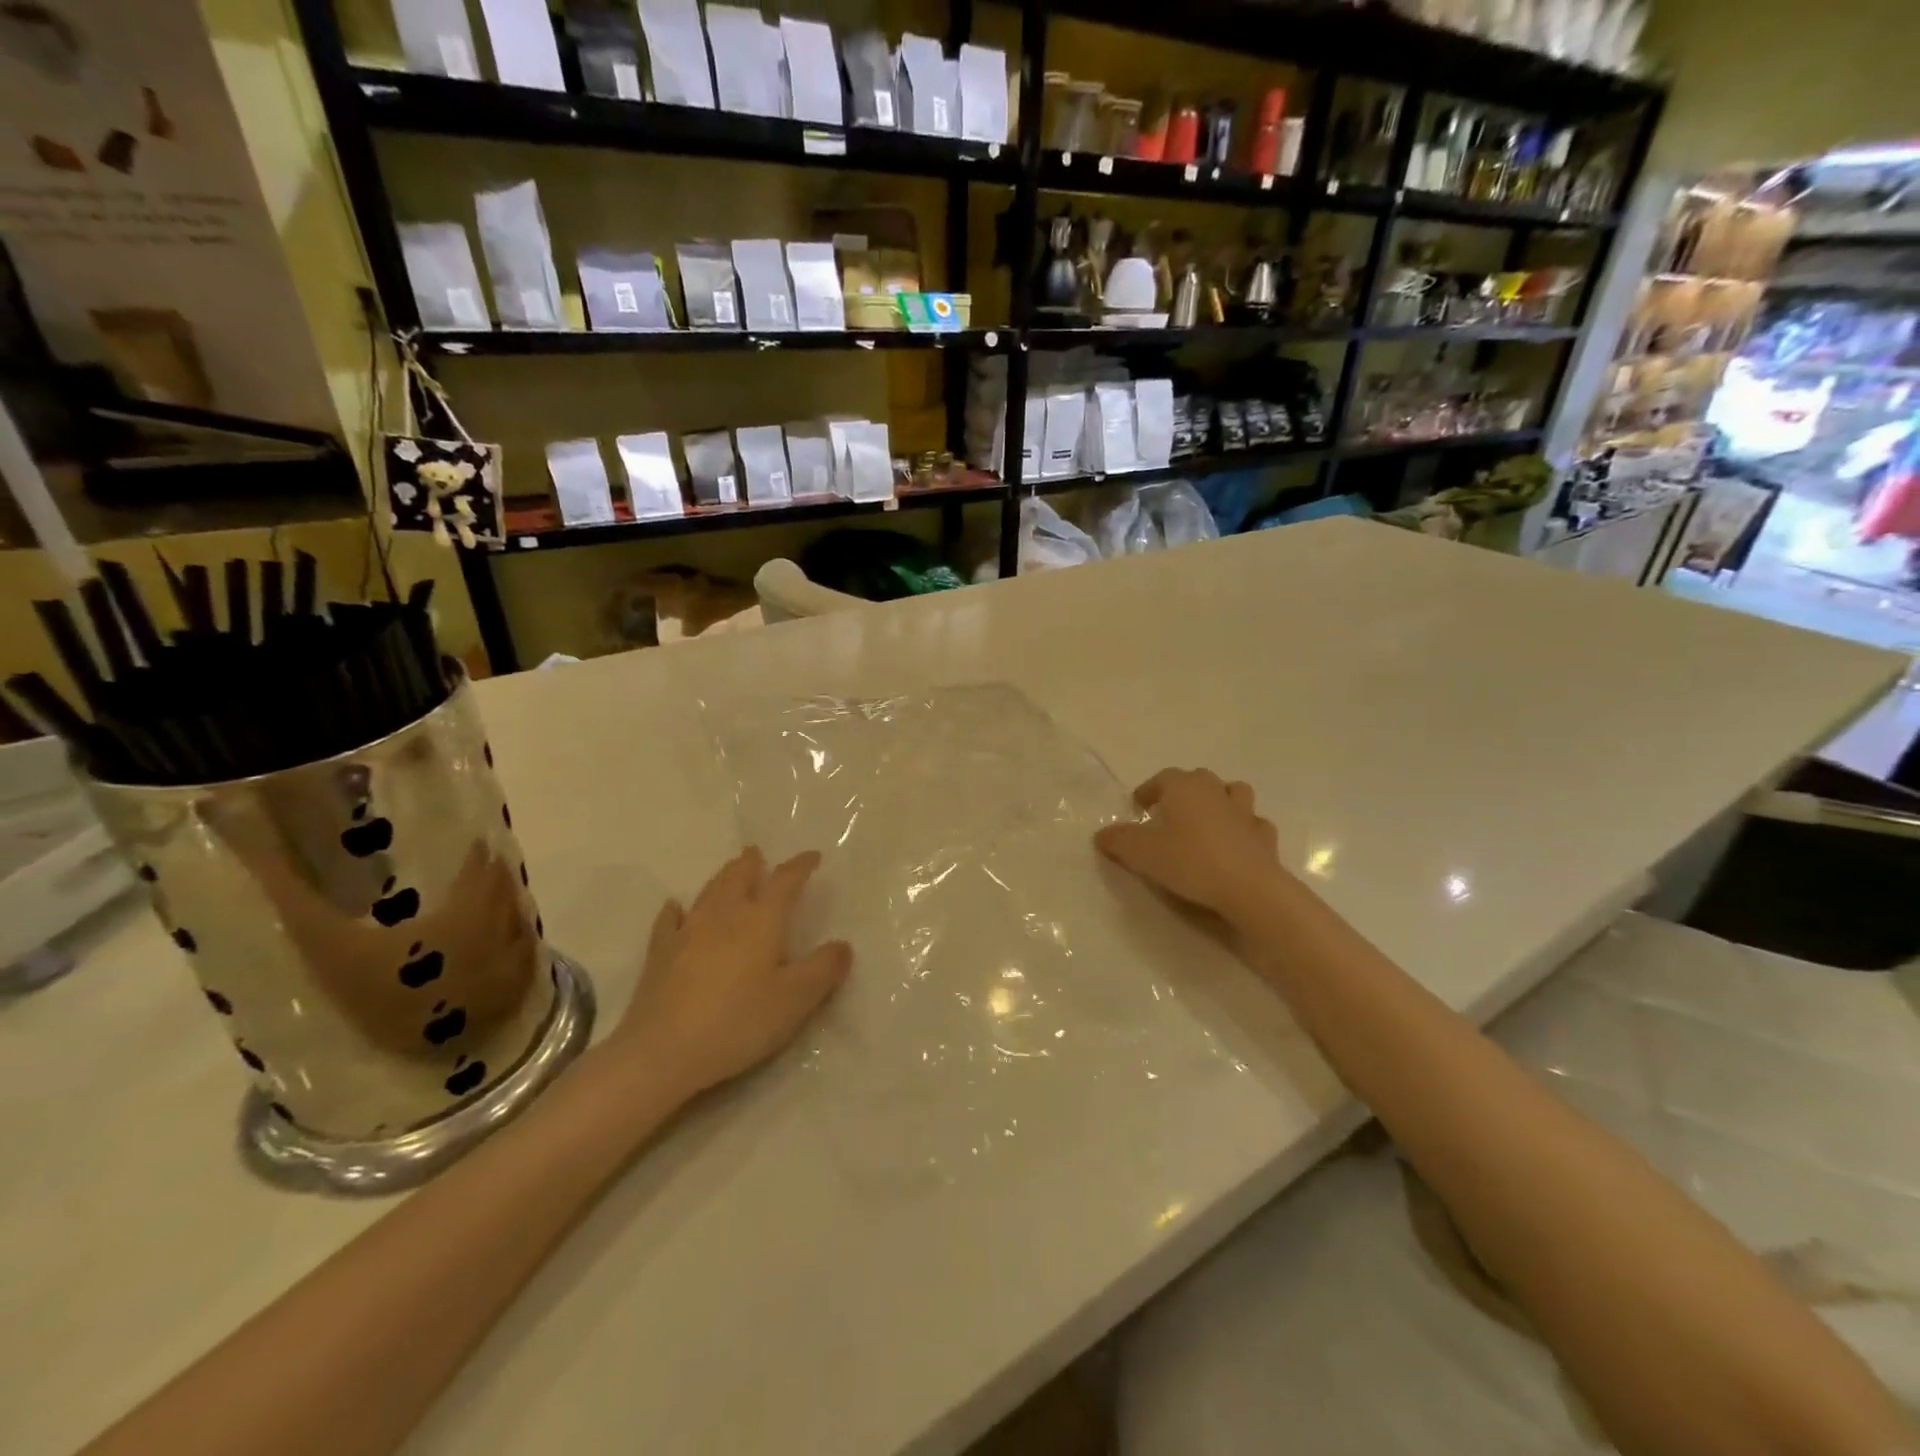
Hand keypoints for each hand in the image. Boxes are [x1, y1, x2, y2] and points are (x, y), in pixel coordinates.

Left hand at [614, 848, 851, 1097]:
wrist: (662, 1052)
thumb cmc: (738, 1022)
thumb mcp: (795, 1001)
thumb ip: (823, 969)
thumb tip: (843, 945)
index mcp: (761, 920)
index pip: (785, 881)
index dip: (800, 866)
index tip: (812, 857)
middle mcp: (724, 915)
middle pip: (739, 877)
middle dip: (752, 863)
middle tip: (758, 854)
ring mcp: (687, 932)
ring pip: (708, 892)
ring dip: (723, 877)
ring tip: (730, 870)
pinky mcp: (660, 953)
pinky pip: (669, 920)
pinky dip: (676, 909)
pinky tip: (675, 908)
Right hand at [1094, 768, 1284, 925]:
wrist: (1248, 887)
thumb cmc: (1189, 860)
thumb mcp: (1139, 852)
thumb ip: (1118, 840)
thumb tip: (1103, 834)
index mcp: (1184, 786)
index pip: (1162, 778)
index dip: (1148, 791)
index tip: (1138, 807)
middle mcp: (1216, 790)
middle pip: (1197, 780)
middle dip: (1183, 793)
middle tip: (1168, 815)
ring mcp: (1245, 812)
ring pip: (1232, 794)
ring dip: (1219, 802)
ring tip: (1206, 822)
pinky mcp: (1264, 837)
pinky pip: (1252, 825)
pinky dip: (1243, 830)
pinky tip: (1235, 845)